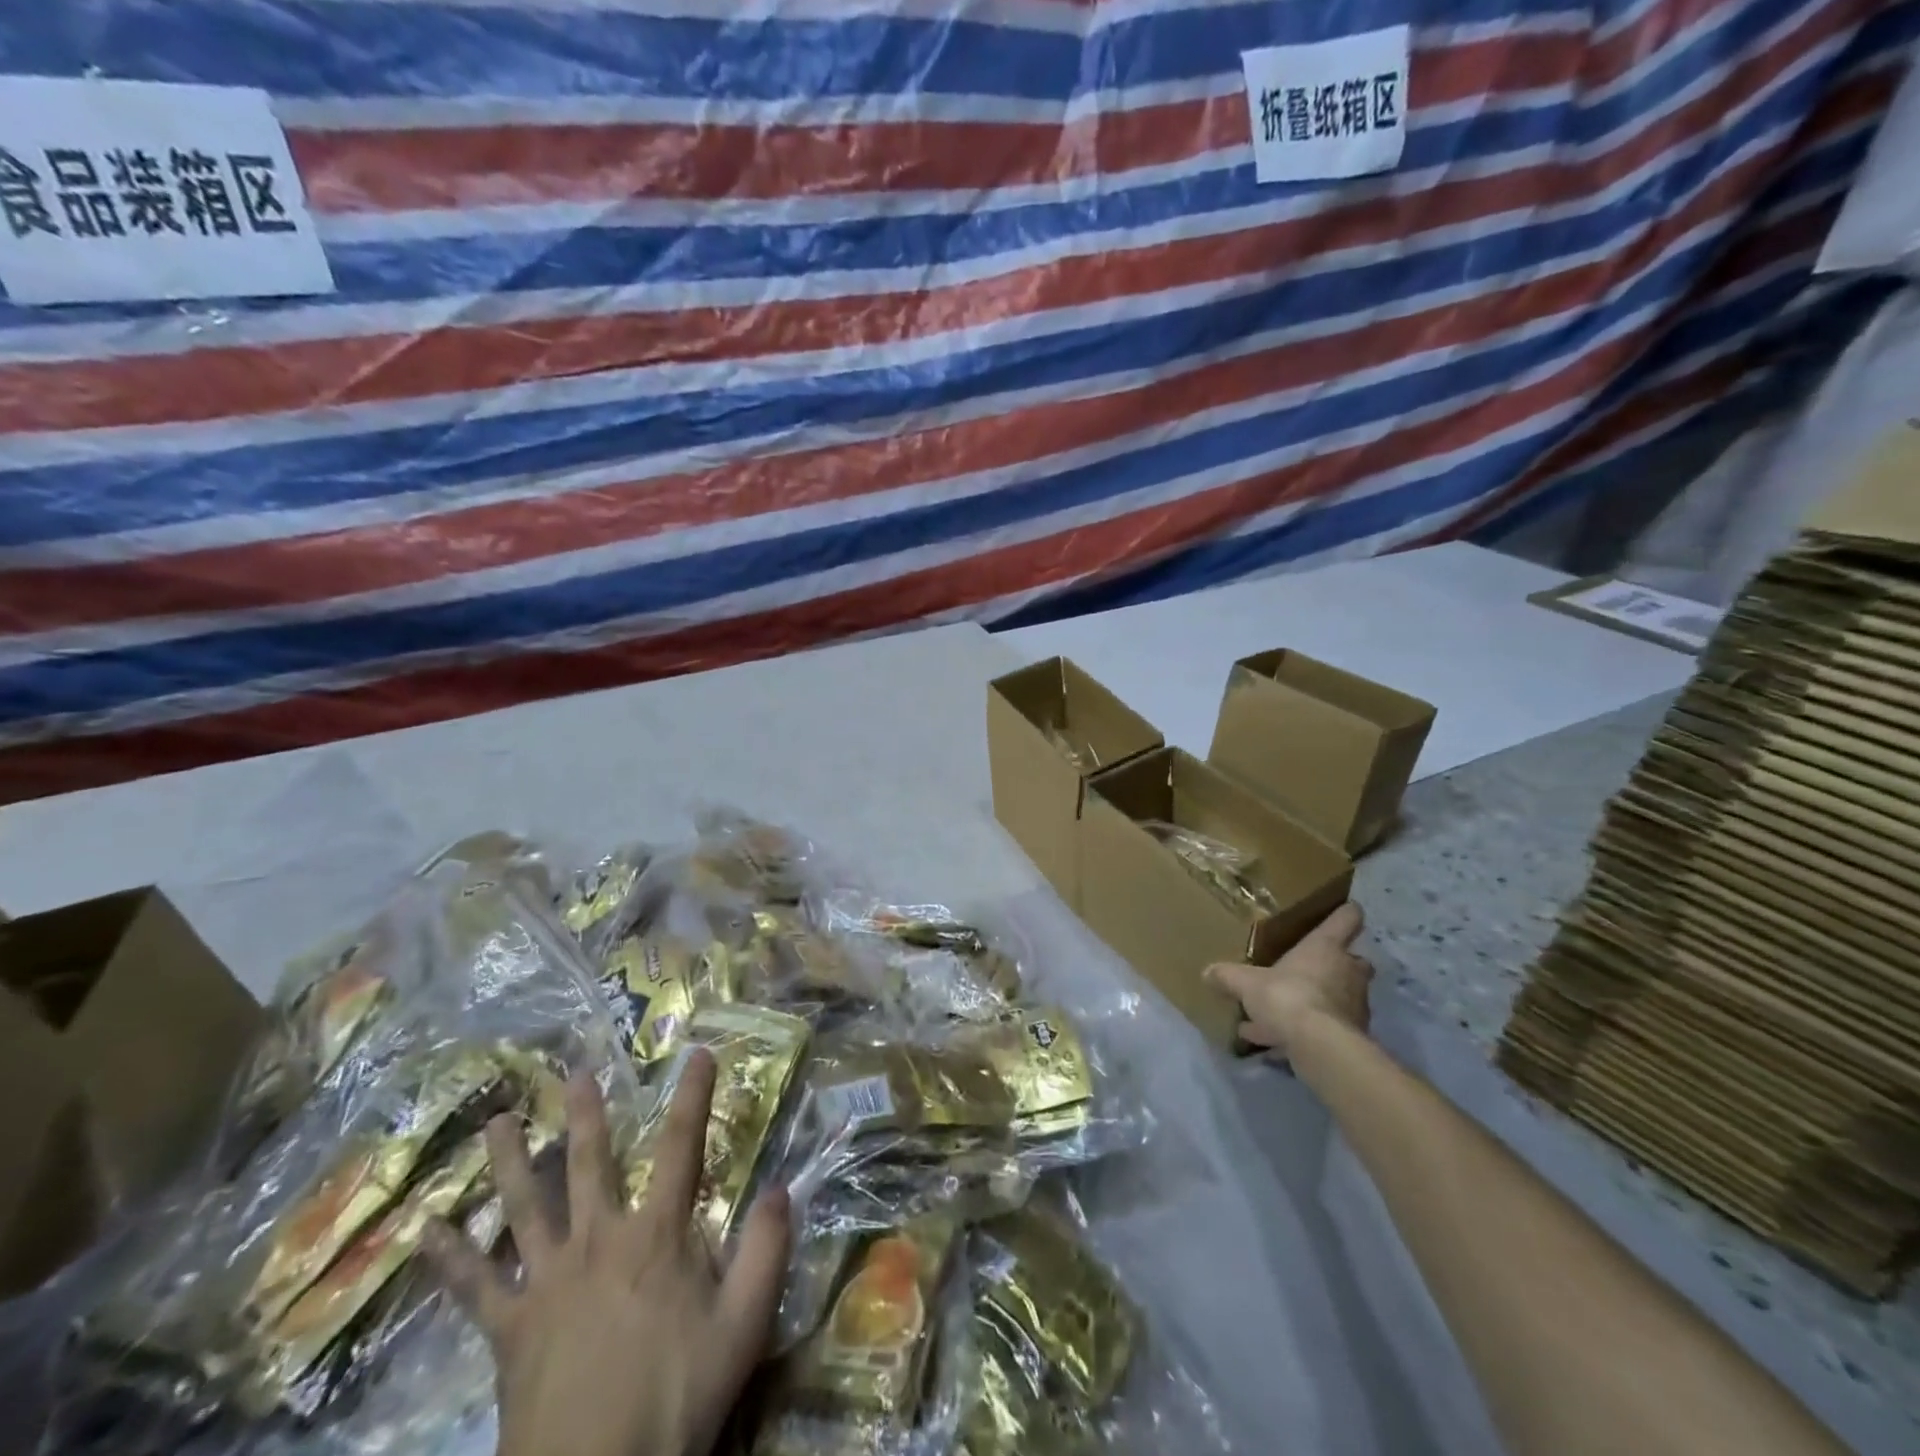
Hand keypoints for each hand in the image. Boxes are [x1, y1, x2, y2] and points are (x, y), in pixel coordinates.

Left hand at [424, 1051, 788, 1455]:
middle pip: (590, 1164)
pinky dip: (449, 1259)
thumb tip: (780, 1186)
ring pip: (526, 1207)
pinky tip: (425, 1231)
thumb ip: (766, 1251)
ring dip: (510, 1161)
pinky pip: (475, 1288)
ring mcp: (548, 1281)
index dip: (693, 1096)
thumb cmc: (676, 1398)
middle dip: (586, 1113)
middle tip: (573, 1071)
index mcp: (657, 1235)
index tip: (697, 1053)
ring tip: (496, 1121)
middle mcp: (600, 1240)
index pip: (682, 1147)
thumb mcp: (743, 1325)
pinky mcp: (510, 1328)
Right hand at [1206, 901, 1371, 1055]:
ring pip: (1340, 996)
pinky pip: (1326, 1027)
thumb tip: (1207, 972)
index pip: (1346, 919)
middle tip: (1312, 969)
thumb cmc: (1286, 996)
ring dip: (1317, 1001)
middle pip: (1355, 960)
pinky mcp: (1352, 1035)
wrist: (1318, 1045)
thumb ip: (1228, 976)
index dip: (1346, 913)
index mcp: (1325, 947)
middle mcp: (1347, 971)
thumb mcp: (1246, 983)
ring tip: (1282, 1014)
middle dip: (1338, 964)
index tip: (1346, 909)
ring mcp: (1354, 1004)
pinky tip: (1276, 1043)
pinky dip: (1307, 1031)